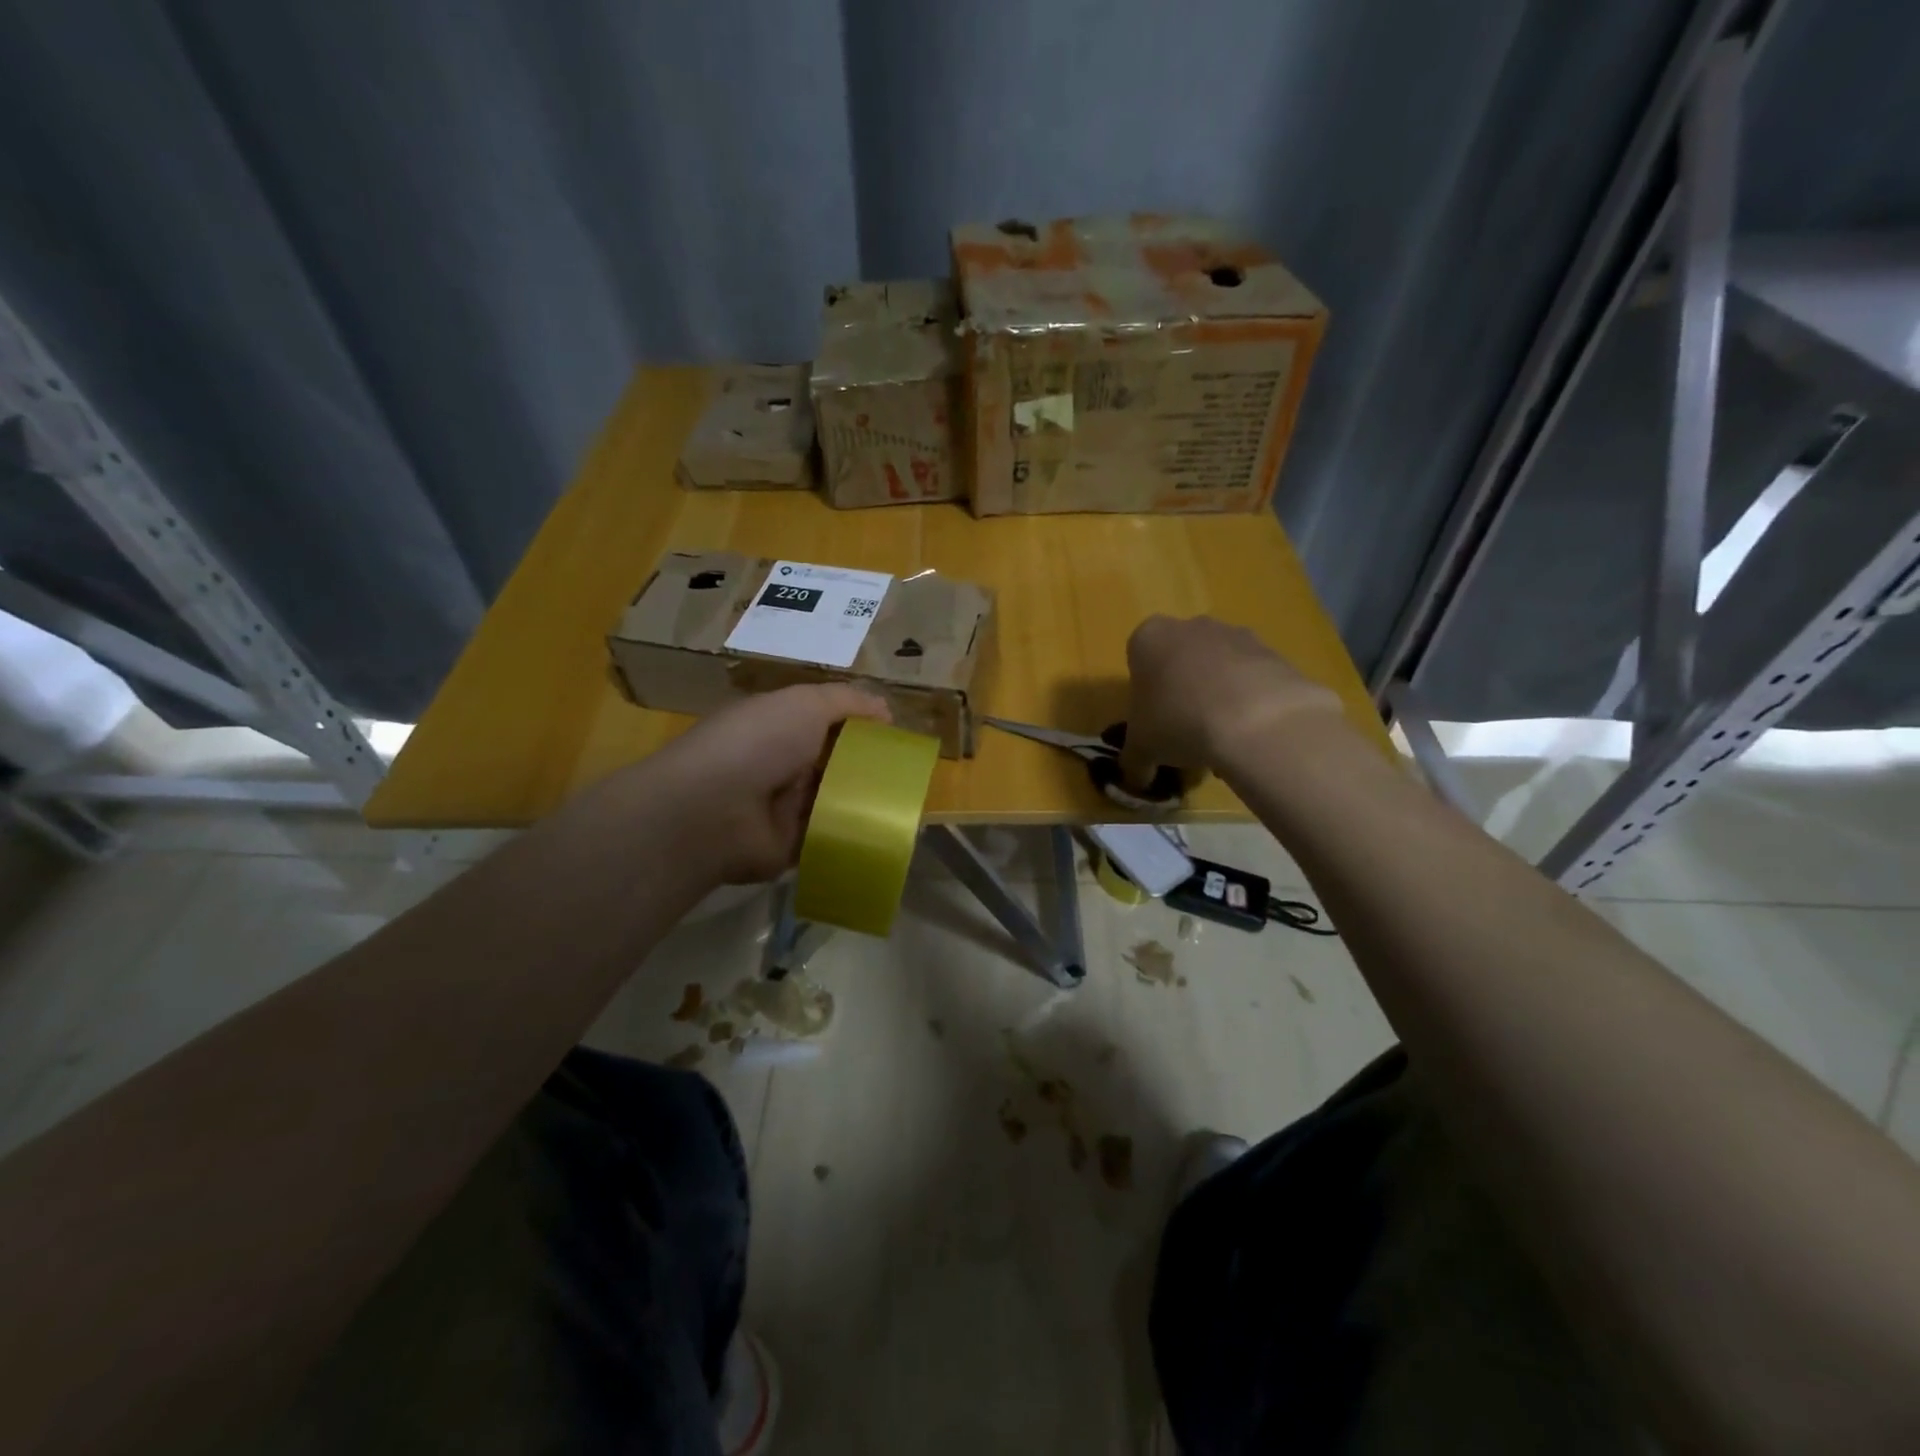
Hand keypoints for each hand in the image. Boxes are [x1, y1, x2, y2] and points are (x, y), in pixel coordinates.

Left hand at [641, 684, 889, 883]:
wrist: (713, 811)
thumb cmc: (758, 743)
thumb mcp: (805, 703)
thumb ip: (846, 701)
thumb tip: (885, 709)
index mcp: (779, 727)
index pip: (826, 722)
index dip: (860, 726)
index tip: (895, 735)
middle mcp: (780, 765)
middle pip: (833, 763)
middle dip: (867, 766)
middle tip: (907, 772)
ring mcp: (783, 808)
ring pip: (835, 800)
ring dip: (863, 801)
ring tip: (906, 803)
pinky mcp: (790, 846)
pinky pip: (829, 837)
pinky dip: (852, 835)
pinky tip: (886, 833)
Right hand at [1120, 615, 1345, 786]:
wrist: (1254, 719)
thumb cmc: (1178, 721)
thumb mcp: (1141, 750)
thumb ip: (1134, 761)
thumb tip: (1137, 778)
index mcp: (1149, 638)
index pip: (1138, 661)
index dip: (1144, 696)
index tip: (1152, 723)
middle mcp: (1191, 627)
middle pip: (1181, 661)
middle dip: (1182, 693)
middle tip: (1184, 732)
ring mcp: (1237, 635)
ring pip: (1219, 669)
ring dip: (1217, 699)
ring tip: (1221, 742)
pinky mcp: (1275, 653)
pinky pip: (1253, 680)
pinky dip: (1249, 704)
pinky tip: (1249, 737)